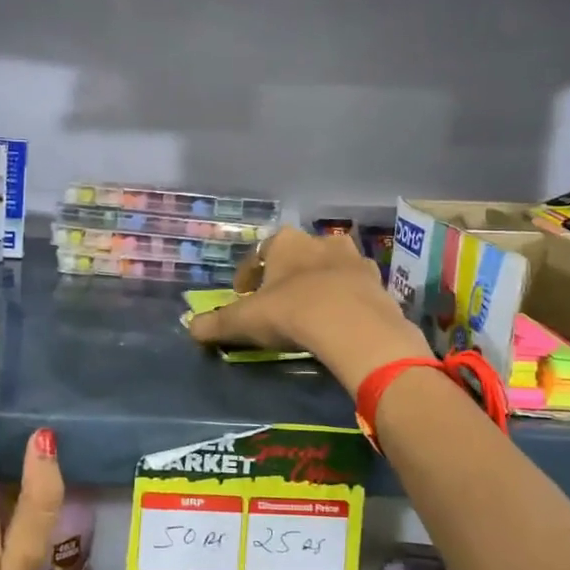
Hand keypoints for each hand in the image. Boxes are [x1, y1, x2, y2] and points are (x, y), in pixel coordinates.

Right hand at [187, 228, 429, 393]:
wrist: (354, 327)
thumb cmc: (292, 312)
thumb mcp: (245, 321)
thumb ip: (216, 323)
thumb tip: (190, 328)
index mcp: (286, 242)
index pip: (259, 253)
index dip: (247, 275)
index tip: (241, 296)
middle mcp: (321, 241)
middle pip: (298, 256)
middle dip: (287, 275)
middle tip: (277, 301)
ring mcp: (354, 260)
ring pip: (330, 267)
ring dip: (319, 283)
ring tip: (311, 310)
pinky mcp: (378, 283)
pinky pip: (355, 288)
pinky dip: (345, 299)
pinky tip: (339, 320)